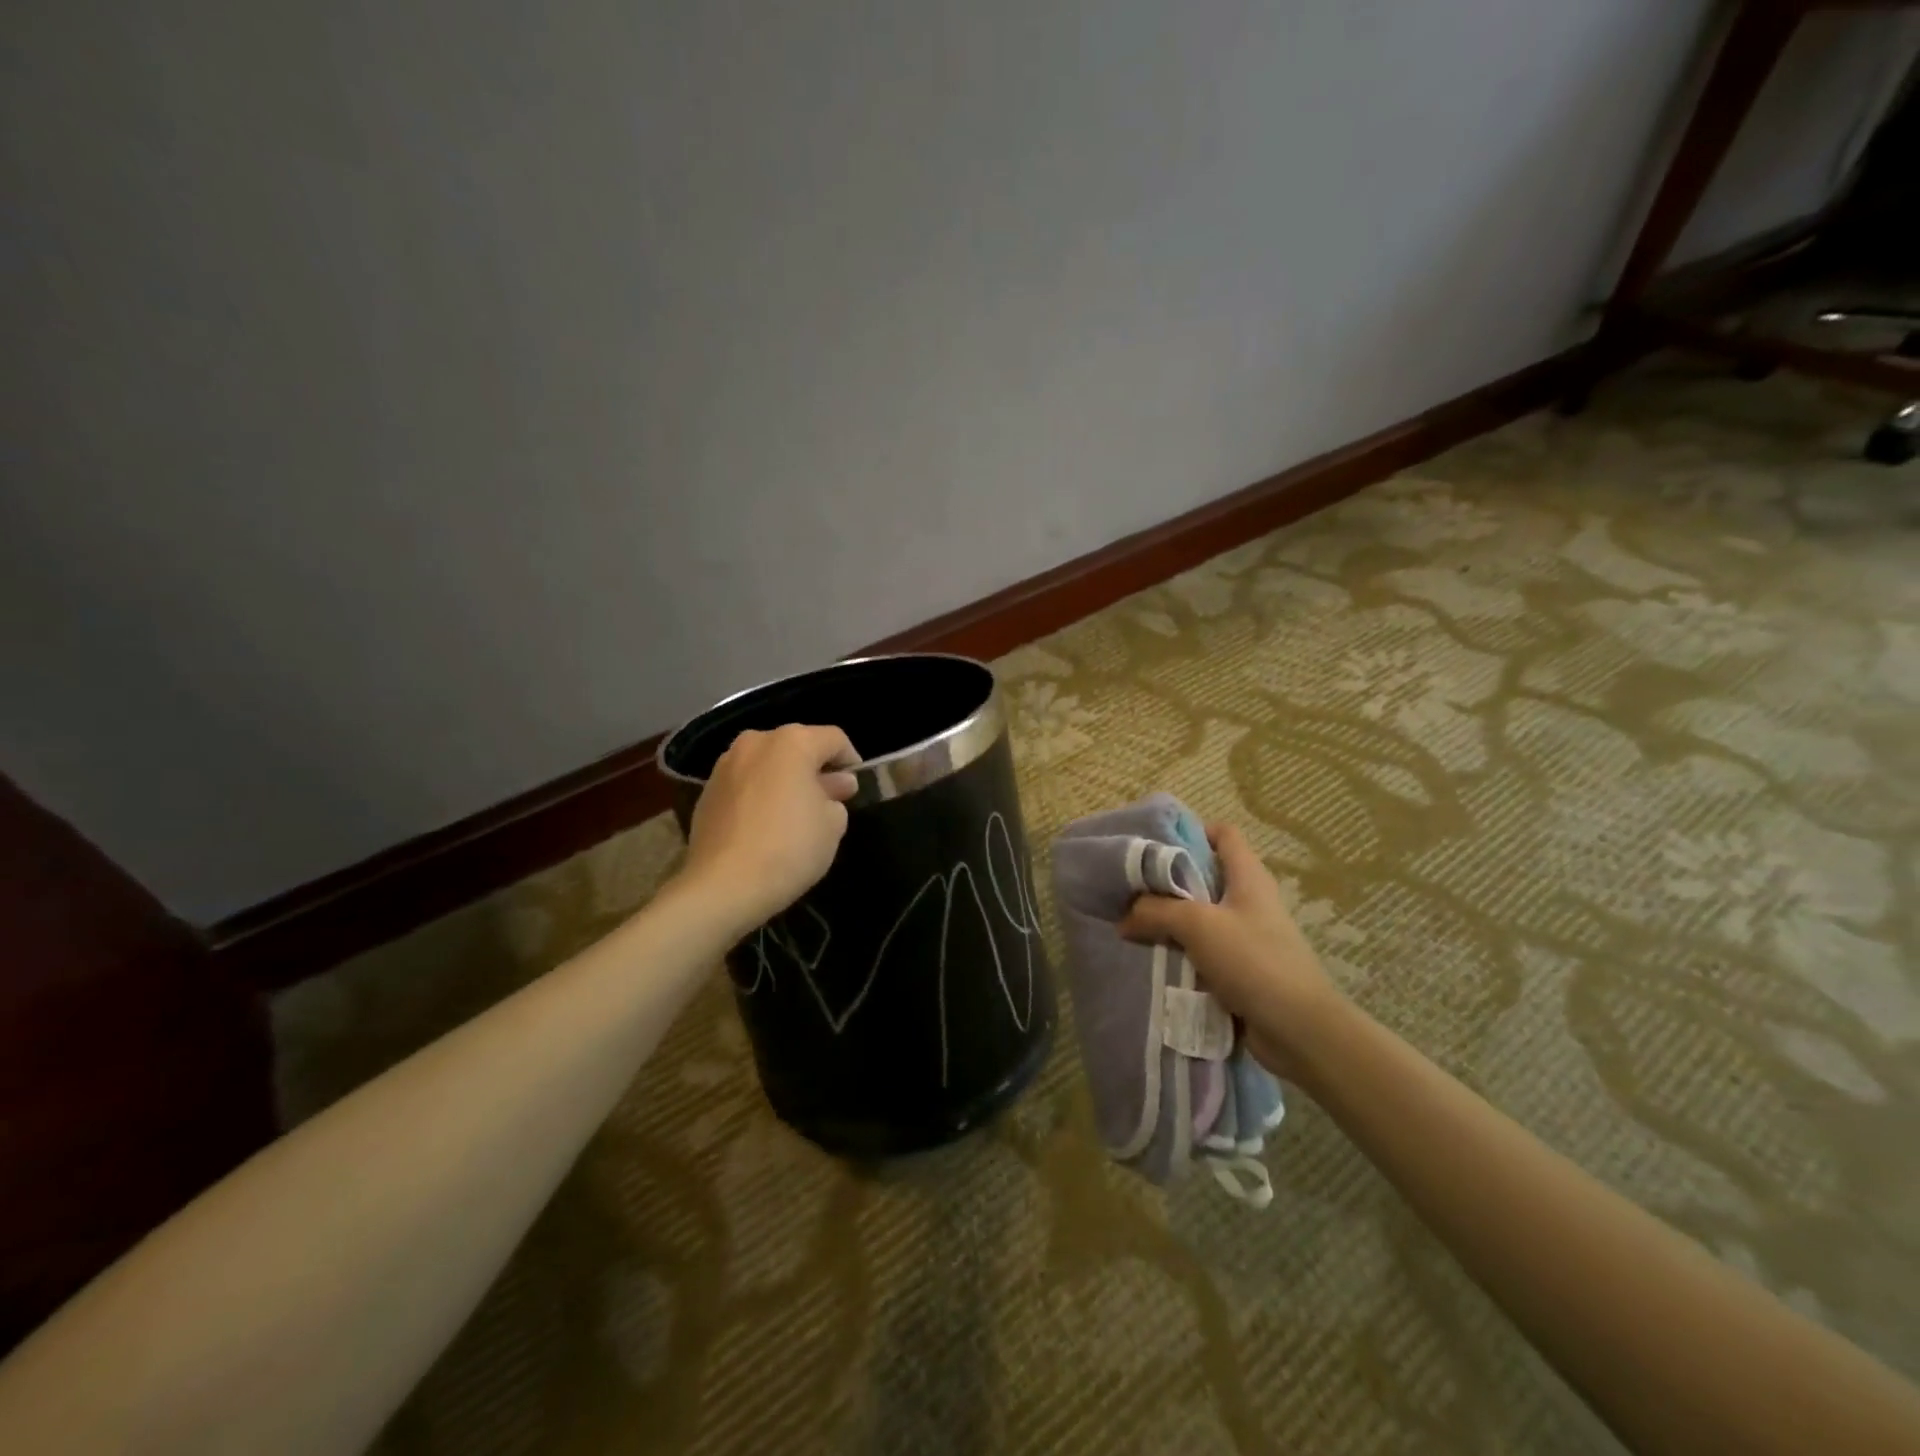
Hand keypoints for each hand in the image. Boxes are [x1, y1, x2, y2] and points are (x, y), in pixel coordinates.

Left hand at [680, 724, 859, 932]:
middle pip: (797, 747)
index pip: (834, 739)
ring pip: (767, 764)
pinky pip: (745, 784)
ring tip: (795, 814)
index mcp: (792, 742)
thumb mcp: (833, 825)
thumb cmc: (790, 847)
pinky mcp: (706, 791)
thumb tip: (833, 786)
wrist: (723, 885)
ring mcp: (725, 765)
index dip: (851, 761)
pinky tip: (765, 825)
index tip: (855, 789)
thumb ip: (837, 797)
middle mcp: (756, 742)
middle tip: (828, 801)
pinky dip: (759, 795)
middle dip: (815, 770)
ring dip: (785, 781)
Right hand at [1120, 823, 1343, 1078]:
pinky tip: (1154, 957)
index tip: (1154, 846)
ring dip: (1170, 920)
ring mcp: (1248, 935)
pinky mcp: (1243, 968)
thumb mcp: (1197, 925)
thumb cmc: (1253, 960)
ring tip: (1133, 924)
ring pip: (1201, 916)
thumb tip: (1124, 918)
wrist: (1298, 1029)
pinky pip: (1204, 950)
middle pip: (1205, 875)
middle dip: (1168, 880)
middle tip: (1132, 888)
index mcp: (1248, 876)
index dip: (1191, 832)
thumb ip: (1156, 911)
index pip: (1223, 834)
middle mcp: (1250, 900)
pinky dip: (1181, 951)